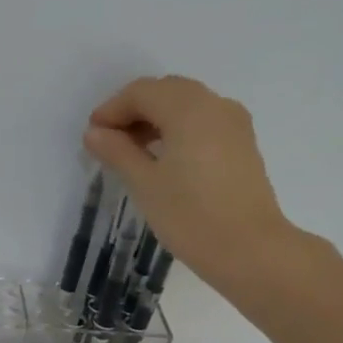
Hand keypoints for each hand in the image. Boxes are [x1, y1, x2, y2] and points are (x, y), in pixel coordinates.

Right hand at [83, 75, 304, 302]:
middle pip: (166, 92)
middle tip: (109, 142)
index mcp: (189, 109)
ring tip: (132, 152)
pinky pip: (203, 122)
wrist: (250, 251)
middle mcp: (215, 105)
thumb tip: (95, 133)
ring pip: (186, 105)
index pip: (142, 92)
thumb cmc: (190, 216)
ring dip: (156, 119)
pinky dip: (178, 129)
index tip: (92, 136)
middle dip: (134, 110)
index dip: (112, 109)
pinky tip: (163, 159)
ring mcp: (234, 123)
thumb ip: (117, 151)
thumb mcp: (144, 183)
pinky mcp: (242, 144)